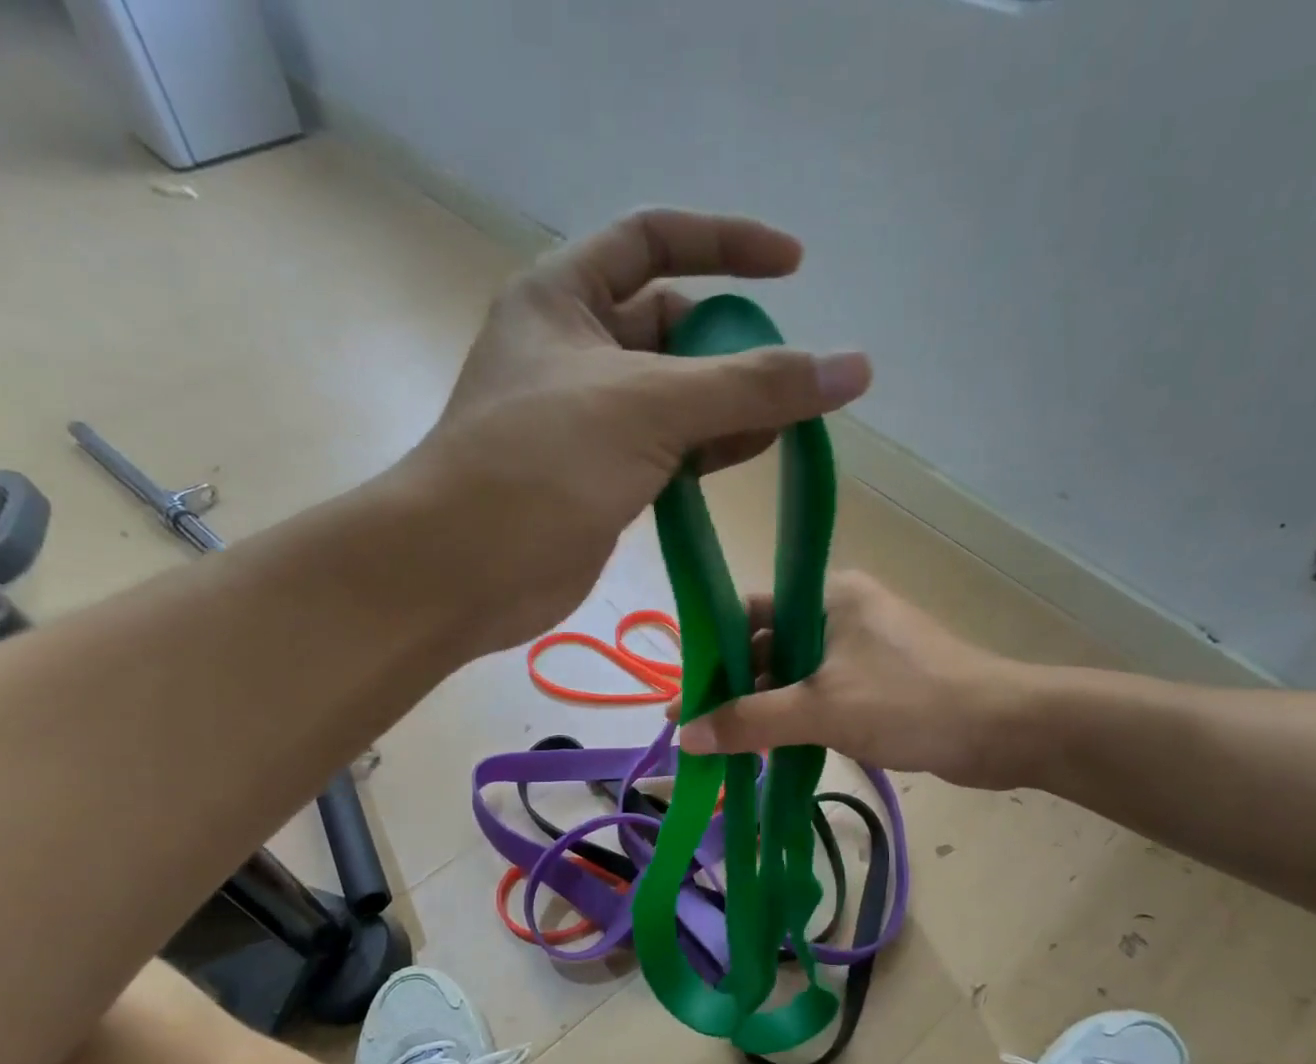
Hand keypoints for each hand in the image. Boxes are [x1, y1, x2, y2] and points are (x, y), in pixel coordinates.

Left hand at [406, 209, 870, 652]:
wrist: (462, 571)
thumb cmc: (540, 465)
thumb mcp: (649, 406)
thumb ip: (753, 385)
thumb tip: (853, 368)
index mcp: (563, 298)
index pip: (654, 240)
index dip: (726, 244)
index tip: (794, 267)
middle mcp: (573, 350)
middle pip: (672, 326)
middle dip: (733, 347)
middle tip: (788, 382)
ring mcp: (586, 420)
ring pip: (675, 396)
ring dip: (728, 406)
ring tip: (781, 427)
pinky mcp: (598, 478)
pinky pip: (666, 449)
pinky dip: (707, 451)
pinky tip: (745, 459)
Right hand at [676, 572, 1052, 787]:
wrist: (1005, 730)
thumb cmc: (910, 703)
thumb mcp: (821, 710)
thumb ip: (750, 721)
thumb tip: (686, 737)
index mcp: (829, 596)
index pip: (750, 612)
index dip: (713, 651)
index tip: (684, 692)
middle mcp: (843, 612)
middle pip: (770, 645)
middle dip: (735, 687)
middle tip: (698, 727)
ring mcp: (864, 648)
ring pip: (795, 674)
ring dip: (764, 707)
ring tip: (726, 744)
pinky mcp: (880, 681)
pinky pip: (822, 694)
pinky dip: (796, 717)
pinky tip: (771, 747)